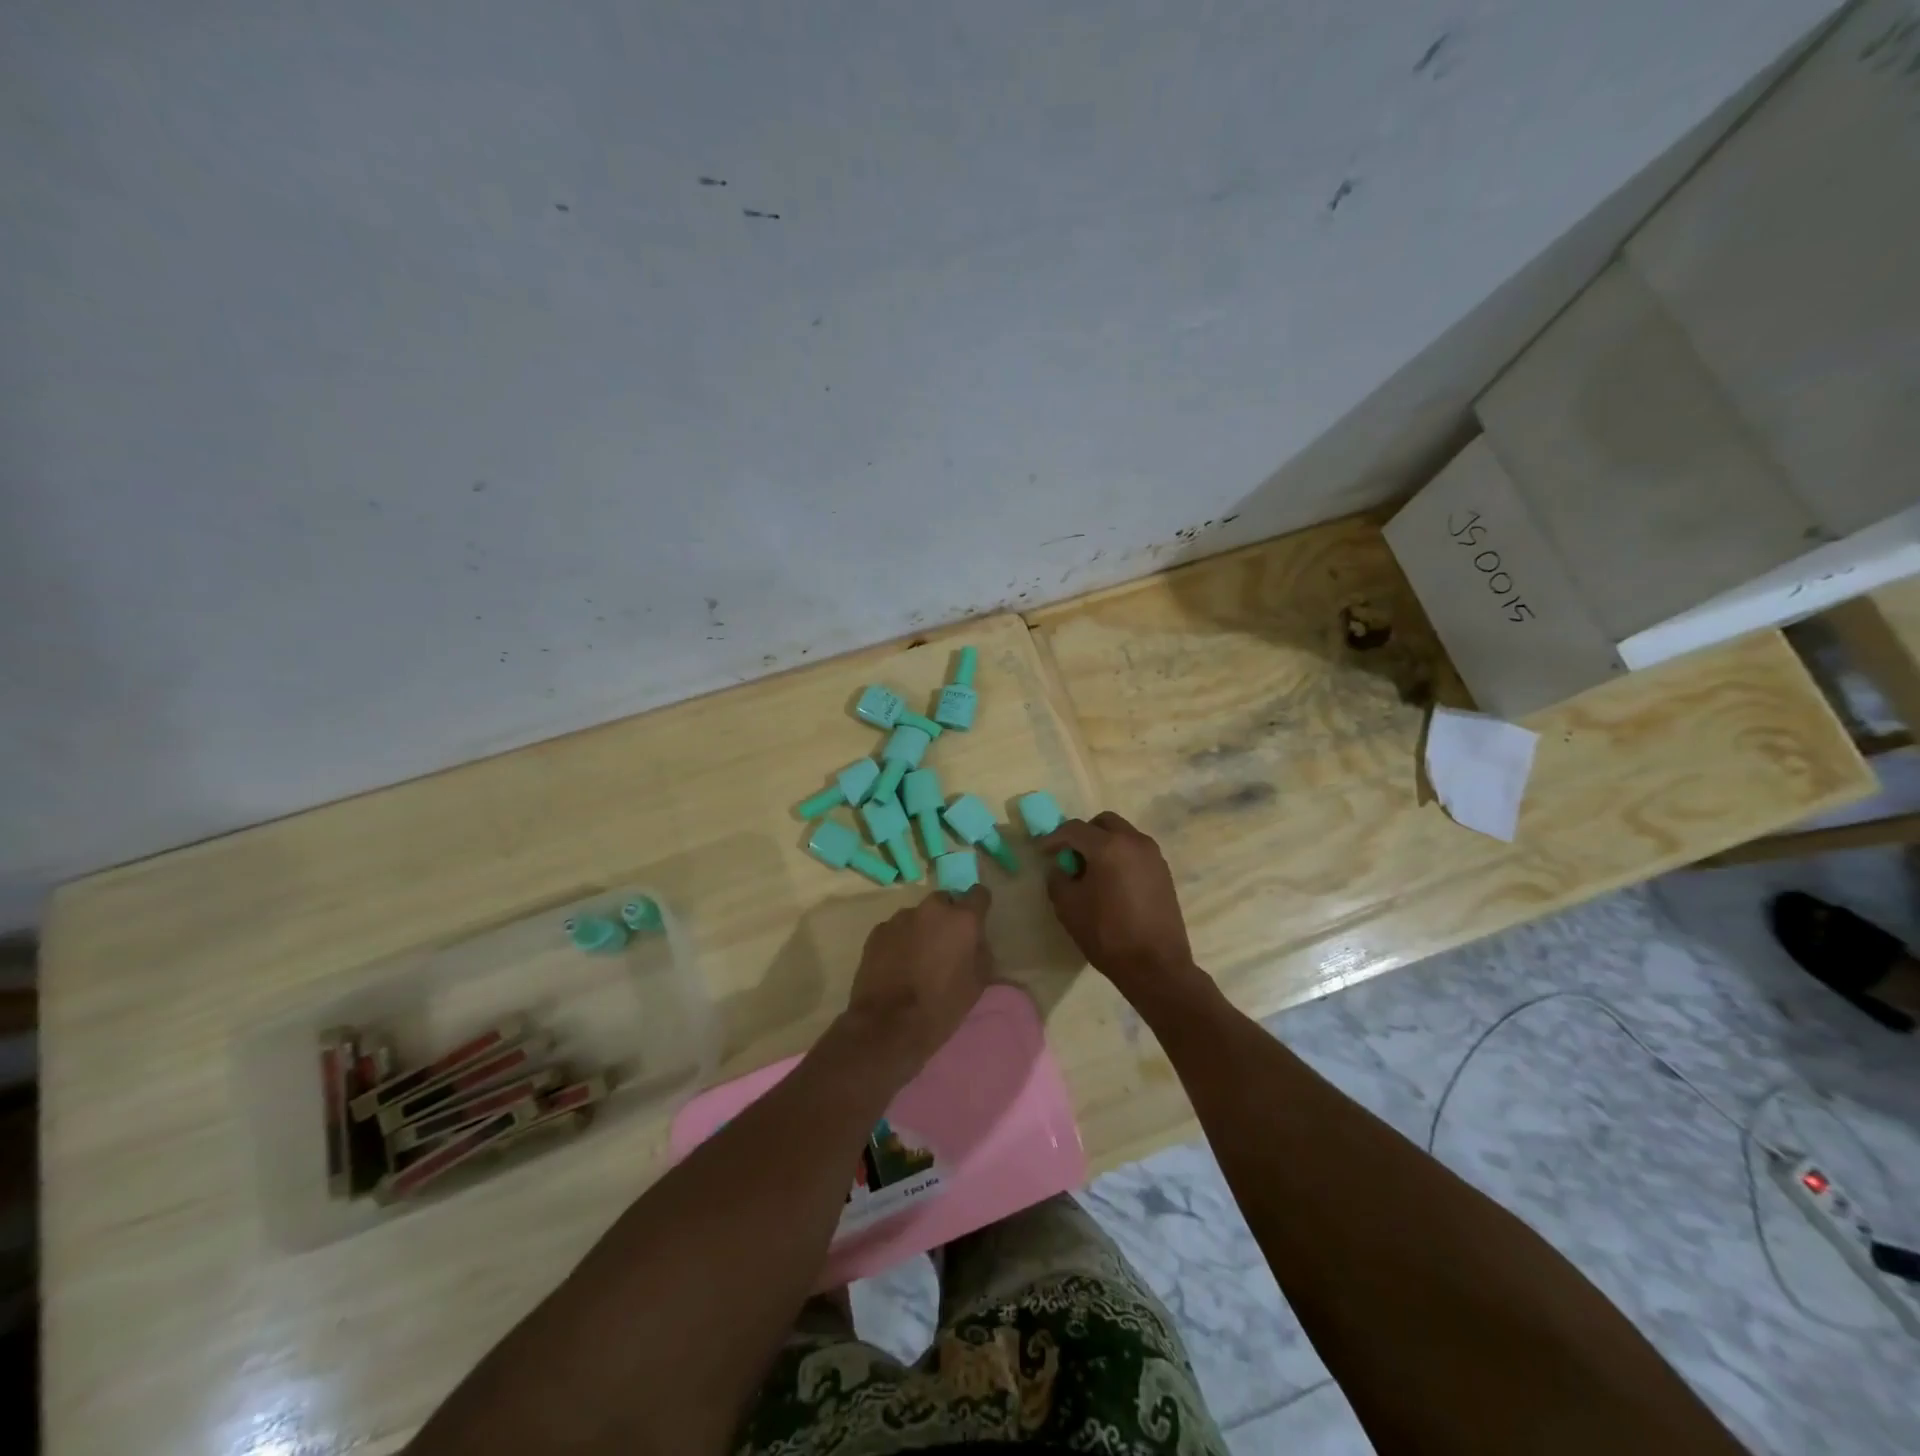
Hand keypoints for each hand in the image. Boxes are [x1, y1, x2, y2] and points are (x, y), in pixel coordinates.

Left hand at [842, 885, 994, 1074]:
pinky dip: (900, 940)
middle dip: (947, 918)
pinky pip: (896, 929)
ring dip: (922, 929)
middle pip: (945, 901)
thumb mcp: (977, 983)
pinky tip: (897, 965)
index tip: (975, 923)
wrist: (888, 1024)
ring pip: (918, 916)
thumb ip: (981, 951)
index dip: (978, 907)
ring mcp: (901, 918)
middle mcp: (931, 909)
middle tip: (945, 946)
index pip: (979, 894)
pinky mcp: (878, 931)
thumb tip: (974, 940)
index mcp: (961, 919)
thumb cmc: (941, 1006)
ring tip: (917, 959)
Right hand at [1039, 812, 1209, 1010]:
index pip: (1074, 829)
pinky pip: (1136, 852)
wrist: (1156, 966)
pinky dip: (1120, 857)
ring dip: (1104, 844)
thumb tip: (1061, 868)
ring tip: (1092, 871)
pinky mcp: (1164, 872)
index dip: (1054, 838)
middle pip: (1103, 823)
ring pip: (1123, 835)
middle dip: (1083, 834)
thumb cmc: (1107, 934)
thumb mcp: (1068, 907)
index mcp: (1108, 846)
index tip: (1042, 852)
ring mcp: (1153, 856)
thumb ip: (1058, 879)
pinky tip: (1112, 883)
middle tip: (1070, 856)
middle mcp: (1134, 842)